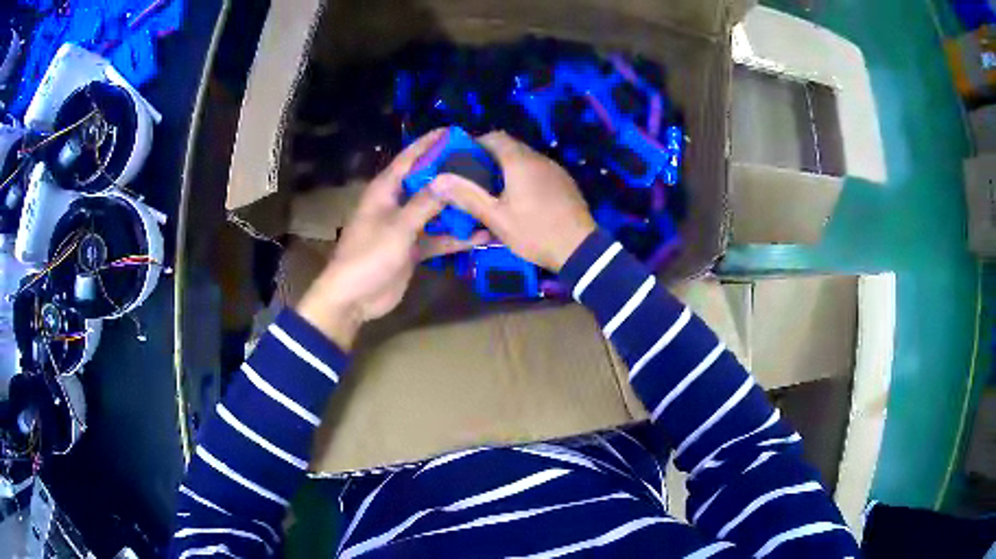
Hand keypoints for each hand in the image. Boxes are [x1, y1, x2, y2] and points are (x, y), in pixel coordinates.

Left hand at [297, 130, 488, 348]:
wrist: (354, 297)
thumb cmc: (368, 255)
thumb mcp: (398, 227)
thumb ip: (425, 203)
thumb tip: (450, 179)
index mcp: (385, 190)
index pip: (409, 159)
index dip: (429, 144)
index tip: (453, 131)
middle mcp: (397, 203)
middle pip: (427, 182)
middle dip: (451, 173)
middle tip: (482, 164)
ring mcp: (406, 226)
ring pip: (436, 210)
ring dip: (458, 207)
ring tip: (488, 195)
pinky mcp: (413, 248)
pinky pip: (438, 237)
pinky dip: (457, 237)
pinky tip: (482, 234)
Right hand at [429, 132, 595, 271]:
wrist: (579, 249)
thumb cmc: (535, 231)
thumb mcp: (496, 218)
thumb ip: (467, 196)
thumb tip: (438, 180)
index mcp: (520, 161)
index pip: (494, 137)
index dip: (474, 144)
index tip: (460, 160)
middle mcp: (538, 158)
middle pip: (509, 146)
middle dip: (488, 157)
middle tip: (472, 178)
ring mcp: (554, 169)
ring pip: (524, 158)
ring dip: (506, 167)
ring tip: (491, 189)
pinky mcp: (563, 182)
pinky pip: (538, 170)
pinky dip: (523, 175)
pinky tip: (517, 197)